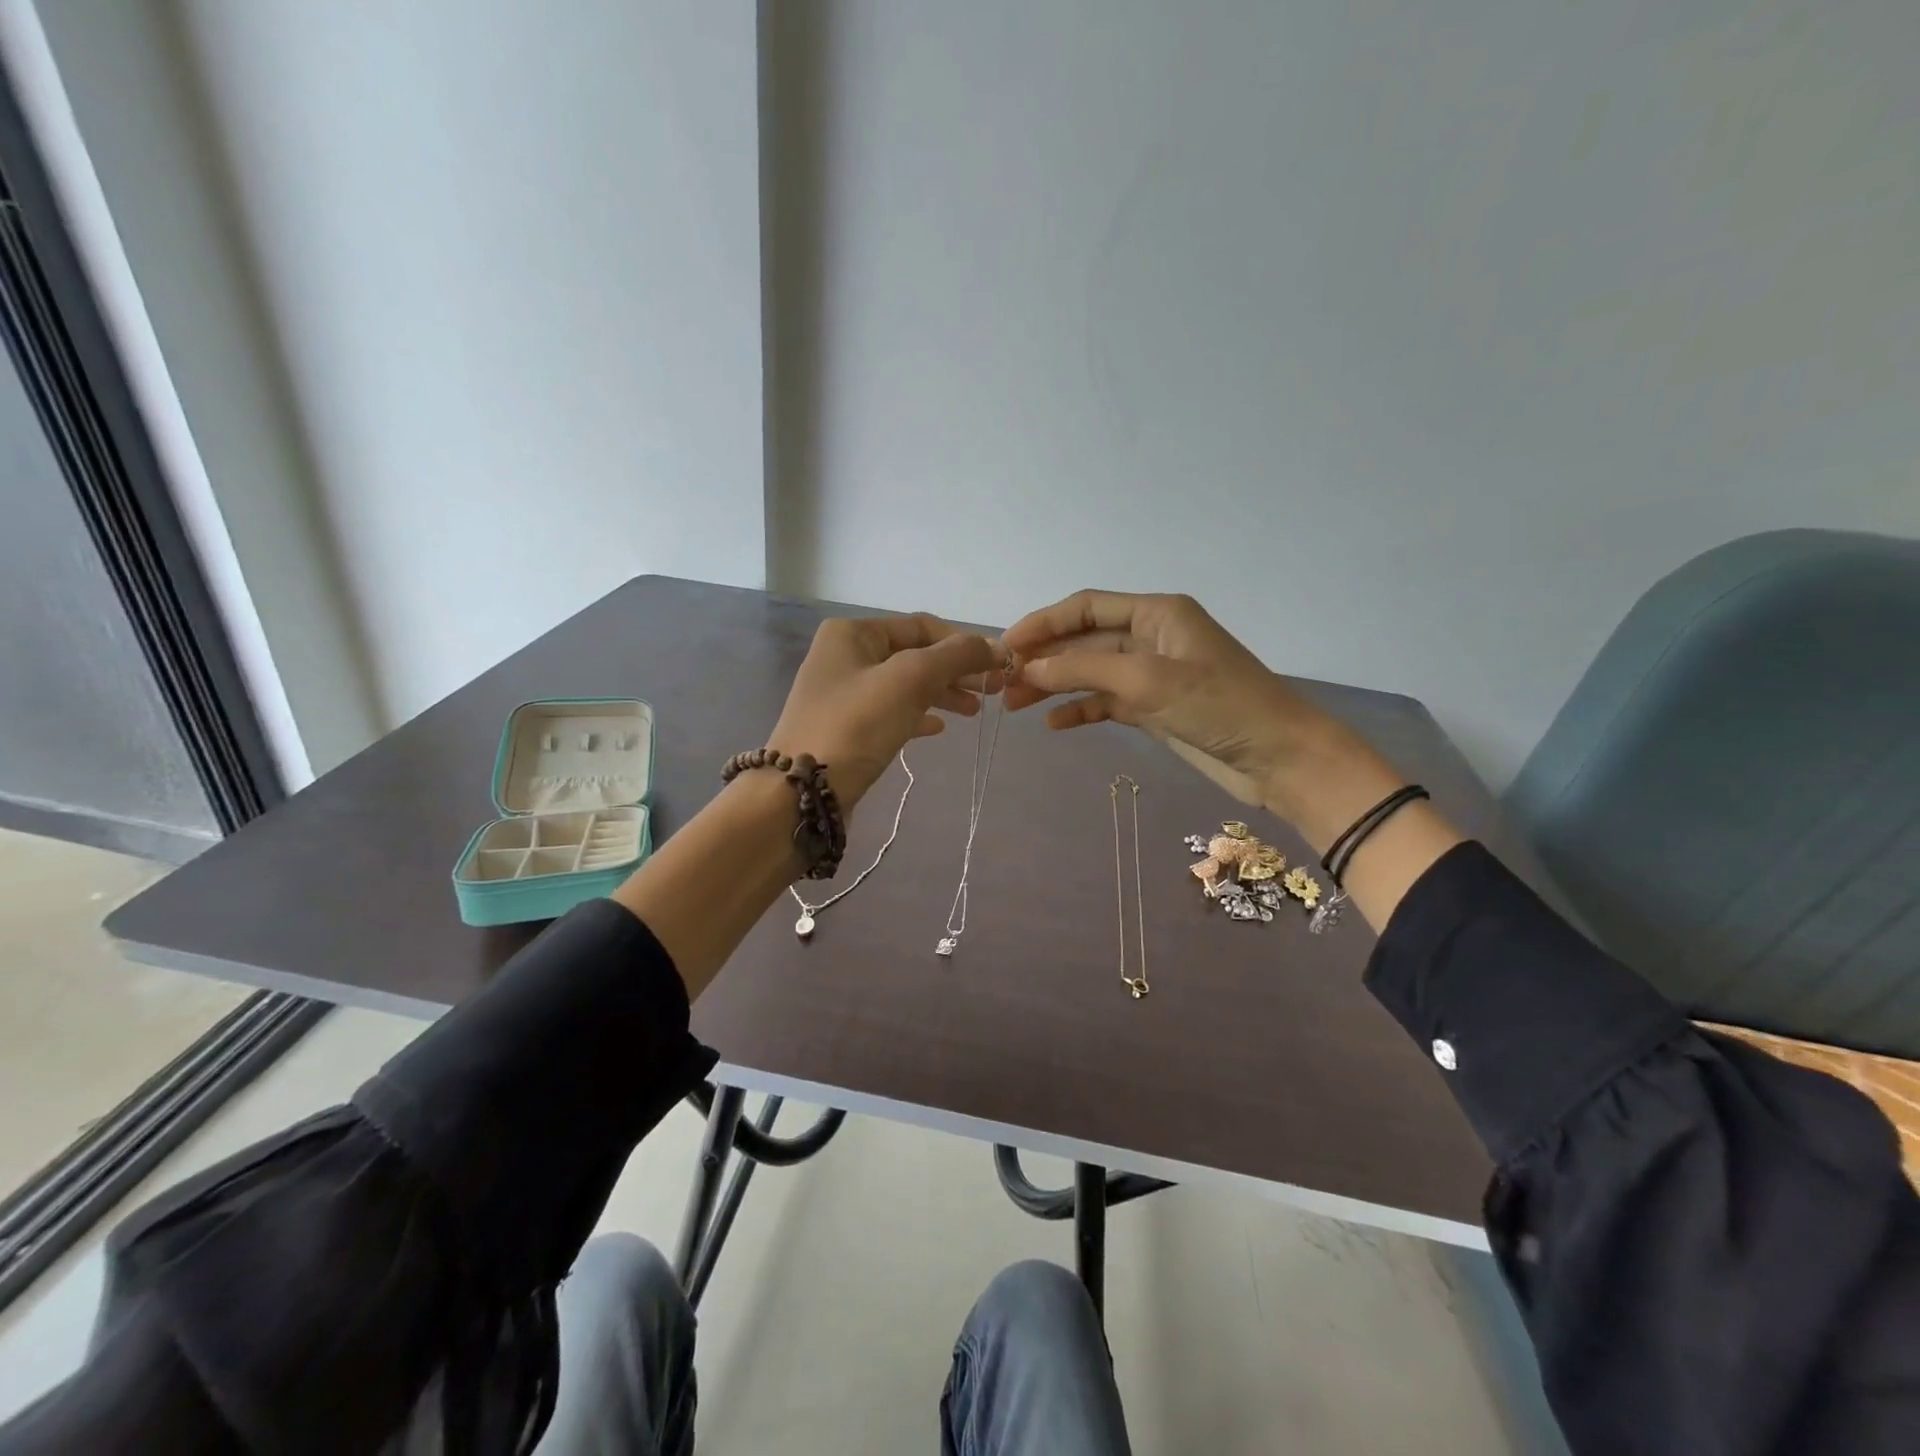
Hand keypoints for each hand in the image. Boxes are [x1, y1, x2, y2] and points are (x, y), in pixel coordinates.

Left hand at [768, 614, 999, 808]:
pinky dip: (918, 715)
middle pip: (914, 656)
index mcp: (853, 633)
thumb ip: (956, 657)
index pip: (921, 626)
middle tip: (993, 693)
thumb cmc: (857, 724)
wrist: (802, 791)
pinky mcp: (845, 728)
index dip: (963, 643)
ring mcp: (842, 694)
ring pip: (904, 685)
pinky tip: (938, 728)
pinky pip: (890, 712)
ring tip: (973, 712)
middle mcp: (844, 655)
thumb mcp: (911, 680)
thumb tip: (999, 647)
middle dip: (955, 672)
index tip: (997, 667)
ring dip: (941, 694)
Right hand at [1004, 590, 1393, 833]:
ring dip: (1055, 686)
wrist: (1277, 757)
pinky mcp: (1155, 708)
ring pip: (1091, 673)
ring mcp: (1152, 674)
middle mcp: (1151, 637)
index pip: (1086, 607)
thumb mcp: (1147, 680)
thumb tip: (1030, 666)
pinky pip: (1107, 702)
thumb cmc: (1217, 705)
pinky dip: (1081, 710)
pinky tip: (1053, 724)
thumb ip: (1085, 669)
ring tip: (1015, 705)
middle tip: (1002, 682)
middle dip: (1044, 659)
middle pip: (1084, 641)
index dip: (1043, 623)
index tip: (1005, 645)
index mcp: (1156, 613)